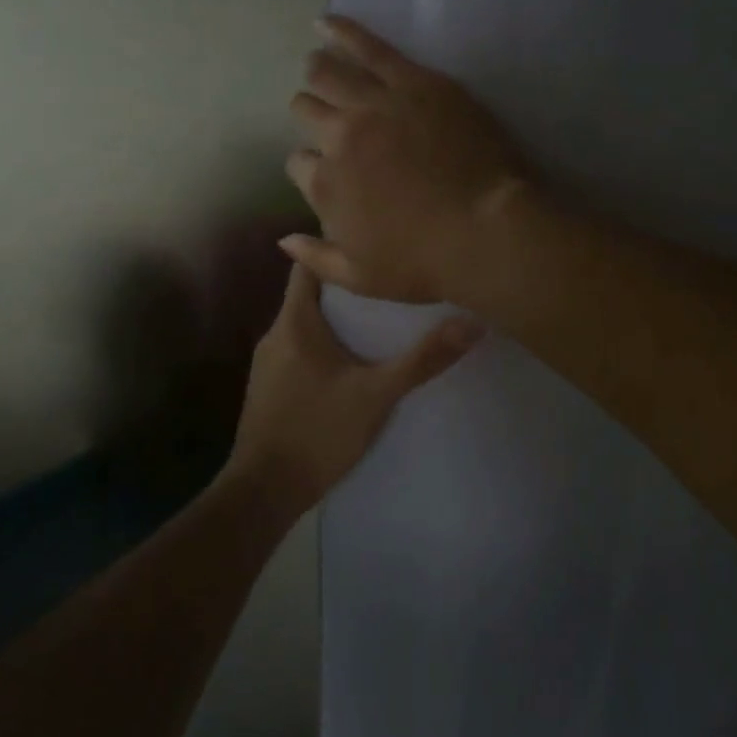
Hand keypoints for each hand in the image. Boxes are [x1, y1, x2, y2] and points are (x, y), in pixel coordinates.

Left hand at [225, 262, 481, 514]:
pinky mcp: (270, 388)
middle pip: (310, 294)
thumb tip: (471, 324)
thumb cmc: (317, 431)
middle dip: (348, 288)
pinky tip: (354, 362)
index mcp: (295, 323)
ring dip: (338, 320)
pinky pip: (301, 350)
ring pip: (306, 325)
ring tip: (381, 319)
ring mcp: (269, 363)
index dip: (337, 250)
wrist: (265, 491)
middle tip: (391, 283)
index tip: (373, 245)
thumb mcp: (377, 395)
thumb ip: (422, 360)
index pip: (307, 265)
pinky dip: (326, 346)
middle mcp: (276, 334)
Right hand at [284, 15, 529, 303]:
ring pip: (328, 73)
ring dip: (318, 70)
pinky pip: (369, 46)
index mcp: (326, 186)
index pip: (299, 165)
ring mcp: (375, 104)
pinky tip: (325, 22)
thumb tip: (283, 238)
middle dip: (310, 113)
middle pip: (307, 111)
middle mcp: (340, 137)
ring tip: (318, 64)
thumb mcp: (361, 278)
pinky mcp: (413, 81)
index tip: (328, 173)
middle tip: (325, 115)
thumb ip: (316, 258)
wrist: (486, 230)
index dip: (311, 168)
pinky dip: (341, 31)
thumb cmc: (425, 262)